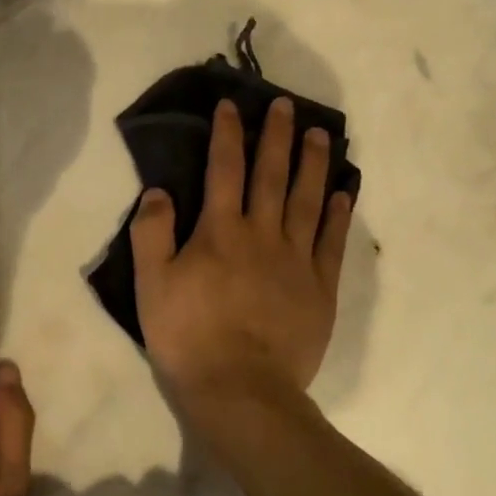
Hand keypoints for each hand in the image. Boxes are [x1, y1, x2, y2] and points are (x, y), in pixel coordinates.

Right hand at [130, 96, 352, 426]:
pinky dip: (338, 214)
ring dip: (313, 164)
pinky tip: (344, 192)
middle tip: (286, 104)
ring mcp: (296, 260)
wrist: (241, 390)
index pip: (224, 169)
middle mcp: (262, 234)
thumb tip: (159, 190)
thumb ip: (152, 233)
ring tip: (320, 135)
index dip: (228, 134)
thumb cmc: (188, 336)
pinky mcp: (320, 288)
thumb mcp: (151, 285)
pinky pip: (332, 242)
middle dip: (277, 136)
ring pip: (307, 200)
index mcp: (220, 231)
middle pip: (272, 175)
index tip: (232, 105)